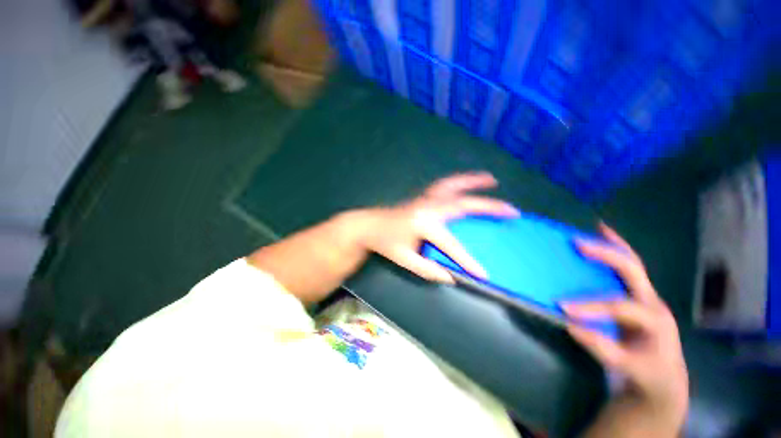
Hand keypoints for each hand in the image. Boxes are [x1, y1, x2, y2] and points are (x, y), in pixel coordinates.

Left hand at [356, 172, 518, 282]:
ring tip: (491, 180)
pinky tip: (466, 182)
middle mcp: (428, 207)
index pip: (451, 245)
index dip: (468, 260)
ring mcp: (425, 198)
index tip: (484, 274)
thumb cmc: (385, 243)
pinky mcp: (422, 196)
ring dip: (473, 181)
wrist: (368, 225)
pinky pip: (444, 185)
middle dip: (489, 208)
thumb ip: (428, 270)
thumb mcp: (405, 260)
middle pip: (463, 205)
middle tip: (512, 210)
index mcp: (423, 224)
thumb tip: (451, 277)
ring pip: (453, 185)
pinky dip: (458, 181)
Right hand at [564, 224, 688, 420]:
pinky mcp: (638, 298)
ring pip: (632, 265)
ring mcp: (647, 298)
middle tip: (578, 243)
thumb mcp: (626, 368)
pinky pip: (626, 272)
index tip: (561, 306)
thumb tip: (570, 323)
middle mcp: (653, 302)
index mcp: (654, 320)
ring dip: (614, 246)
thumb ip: (600, 347)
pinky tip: (605, 242)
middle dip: (606, 254)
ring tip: (598, 230)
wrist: (665, 380)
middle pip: (633, 270)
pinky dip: (616, 254)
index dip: (590, 306)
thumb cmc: (648, 374)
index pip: (619, 307)